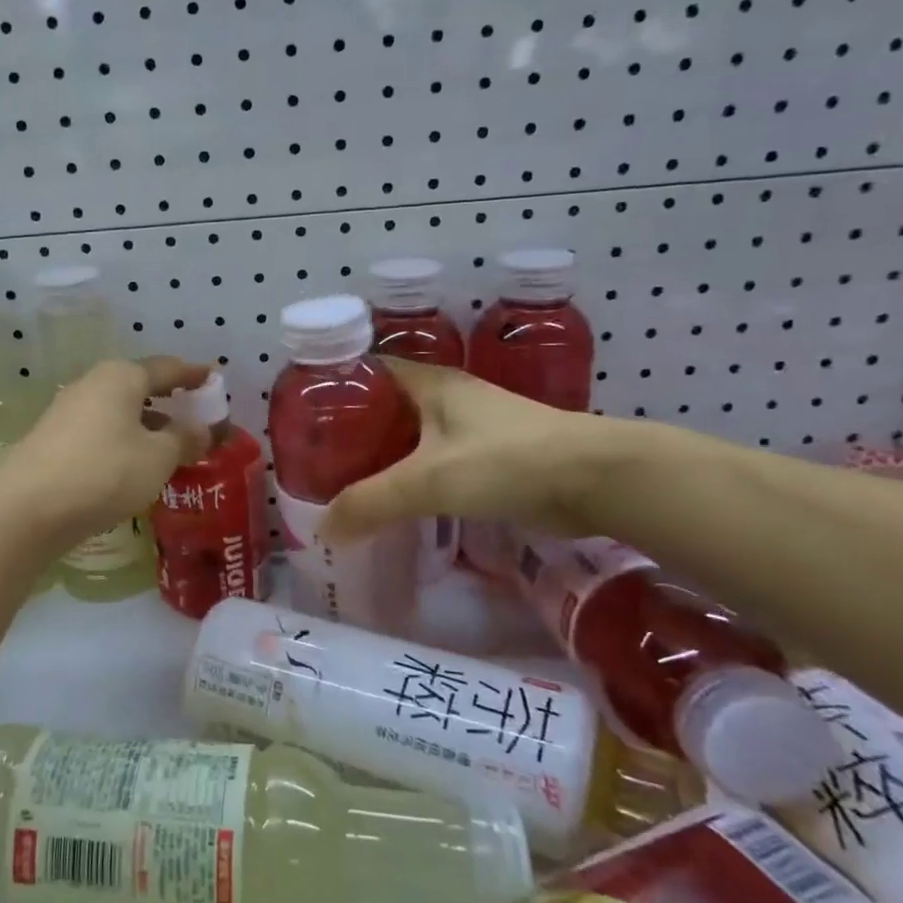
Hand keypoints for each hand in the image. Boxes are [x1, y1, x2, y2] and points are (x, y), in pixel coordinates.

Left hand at [0, 356, 210, 544]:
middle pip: (140, 388)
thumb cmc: (105, 472)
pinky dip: (125, 442)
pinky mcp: (54, 441)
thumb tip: (202, 429)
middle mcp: (92, 385)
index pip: (167, 368)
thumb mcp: (158, 457)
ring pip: (119, 413)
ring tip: (171, 449)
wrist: (28, 509)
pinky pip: (101, 433)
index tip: (214, 379)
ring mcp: (68, 413)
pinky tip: (134, 467)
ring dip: (147, 427)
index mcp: (120, 377)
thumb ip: (185, 439)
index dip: (194, 375)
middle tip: (195, 419)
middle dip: (170, 403)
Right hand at [320, 359, 613, 543]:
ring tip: (347, 485)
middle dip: (354, 432)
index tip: (304, 418)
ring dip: (384, 458)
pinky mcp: (491, 458)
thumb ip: (371, 503)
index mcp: (430, 383)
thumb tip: (324, 531)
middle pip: (387, 408)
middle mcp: (449, 398)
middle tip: (318, 462)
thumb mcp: (429, 481)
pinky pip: (436, 462)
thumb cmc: (507, 461)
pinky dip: (413, 478)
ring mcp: (472, 427)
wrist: (598, 480)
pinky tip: (397, 503)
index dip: (336, 388)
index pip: (369, 371)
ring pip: (413, 438)